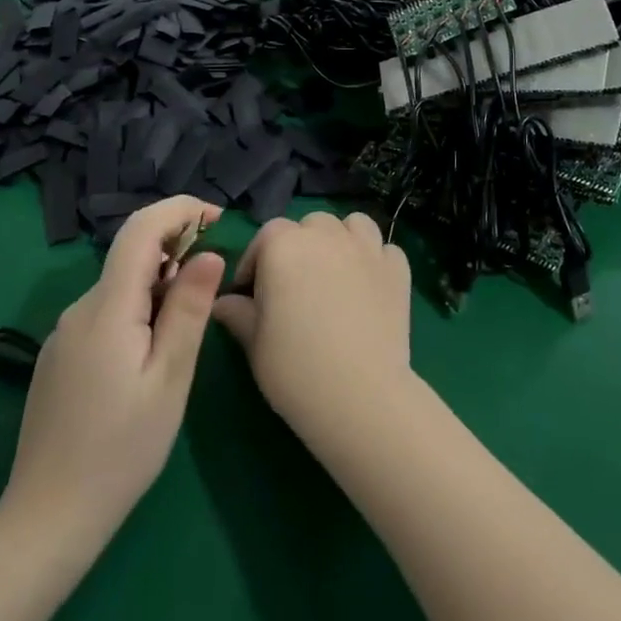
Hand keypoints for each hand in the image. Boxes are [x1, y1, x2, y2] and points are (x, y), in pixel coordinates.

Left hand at [3, 196, 223, 538]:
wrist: (47, 520)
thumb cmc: (121, 450)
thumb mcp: (170, 379)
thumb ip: (189, 309)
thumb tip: (209, 254)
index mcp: (108, 307)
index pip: (140, 229)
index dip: (180, 210)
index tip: (218, 218)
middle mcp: (80, 308)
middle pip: (131, 255)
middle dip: (176, 250)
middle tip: (213, 284)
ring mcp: (65, 332)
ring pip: (120, 285)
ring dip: (158, 284)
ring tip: (185, 329)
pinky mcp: (61, 355)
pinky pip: (105, 312)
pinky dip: (137, 309)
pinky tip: (149, 353)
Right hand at [213, 211, 413, 441]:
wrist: (360, 395)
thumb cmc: (295, 369)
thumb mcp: (254, 344)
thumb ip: (238, 313)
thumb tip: (224, 302)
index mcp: (284, 245)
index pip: (265, 236)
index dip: (256, 263)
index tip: (251, 294)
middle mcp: (326, 235)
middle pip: (310, 225)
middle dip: (299, 246)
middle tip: (294, 286)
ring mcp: (367, 248)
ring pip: (351, 225)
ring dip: (340, 240)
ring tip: (335, 274)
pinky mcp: (397, 268)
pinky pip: (384, 249)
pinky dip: (375, 260)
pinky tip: (368, 286)